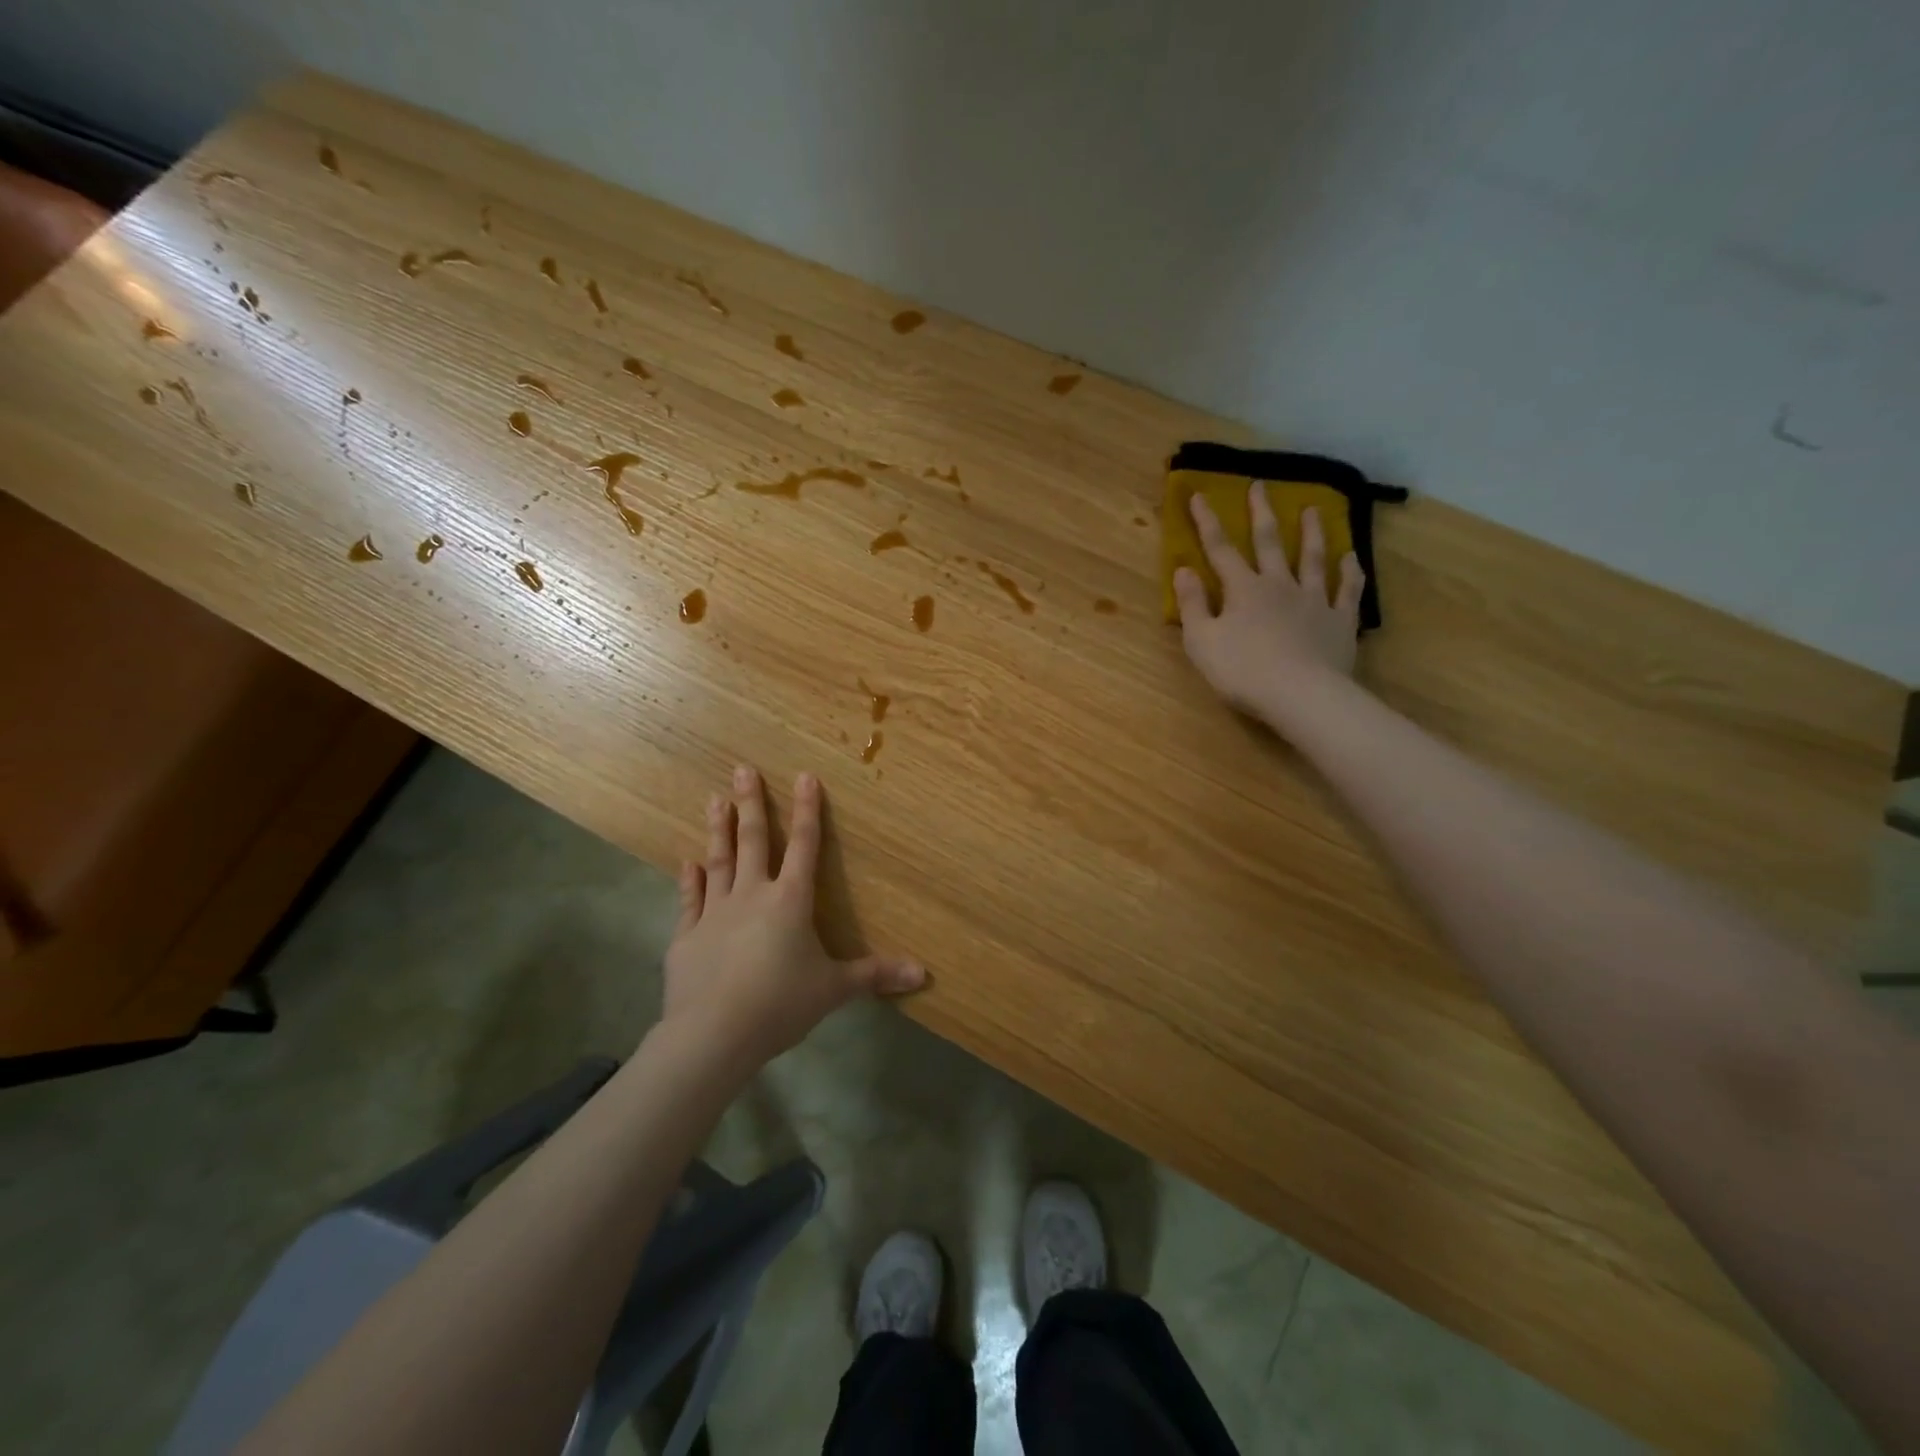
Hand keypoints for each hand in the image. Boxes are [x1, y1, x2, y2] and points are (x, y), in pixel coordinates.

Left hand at [661, 765, 924, 1071]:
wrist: (713, 1034)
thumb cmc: (781, 1004)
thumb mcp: (834, 989)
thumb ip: (875, 975)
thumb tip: (923, 973)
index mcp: (791, 901)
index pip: (805, 846)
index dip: (808, 810)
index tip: (804, 776)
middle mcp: (752, 896)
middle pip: (754, 841)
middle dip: (751, 804)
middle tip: (742, 768)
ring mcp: (715, 913)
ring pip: (719, 861)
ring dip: (718, 829)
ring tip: (714, 798)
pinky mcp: (687, 937)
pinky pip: (690, 900)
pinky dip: (689, 880)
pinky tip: (686, 862)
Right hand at [1173, 487, 1363, 725]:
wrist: (1301, 695)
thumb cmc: (1242, 671)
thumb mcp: (1201, 641)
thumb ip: (1193, 604)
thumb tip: (1183, 570)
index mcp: (1243, 589)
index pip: (1220, 549)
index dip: (1207, 522)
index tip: (1199, 495)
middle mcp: (1279, 585)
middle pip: (1270, 542)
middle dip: (1261, 513)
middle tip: (1260, 485)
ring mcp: (1314, 600)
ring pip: (1313, 558)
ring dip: (1312, 533)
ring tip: (1313, 509)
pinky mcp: (1340, 621)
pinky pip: (1348, 590)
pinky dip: (1351, 571)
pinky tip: (1352, 557)